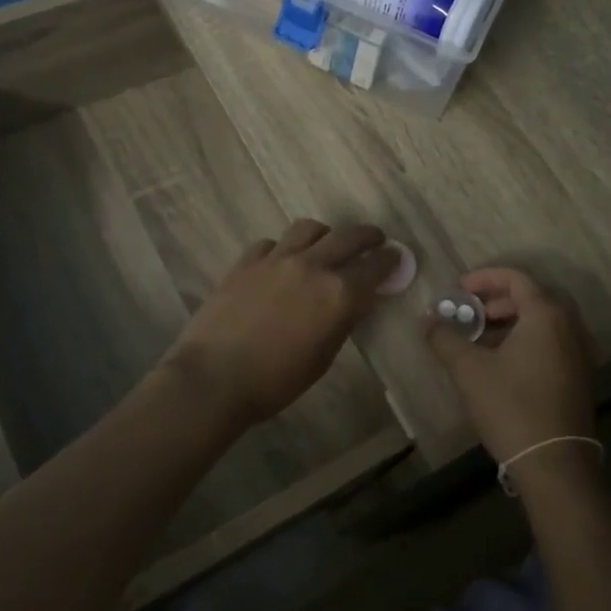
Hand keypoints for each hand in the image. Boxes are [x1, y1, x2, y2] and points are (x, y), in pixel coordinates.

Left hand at [162, 219, 399, 428]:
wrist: (214, 378)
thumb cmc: (276, 381)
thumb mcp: (323, 358)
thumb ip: (341, 322)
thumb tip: (351, 303)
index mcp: (339, 294)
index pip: (375, 268)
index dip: (389, 260)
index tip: (395, 256)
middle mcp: (312, 266)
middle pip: (348, 236)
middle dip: (367, 236)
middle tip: (374, 240)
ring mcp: (276, 259)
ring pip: (309, 228)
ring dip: (325, 234)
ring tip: (326, 244)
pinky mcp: (246, 261)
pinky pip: (272, 243)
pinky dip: (283, 248)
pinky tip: (281, 262)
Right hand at [425, 268, 596, 469]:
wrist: (554, 463)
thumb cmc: (511, 406)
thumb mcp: (469, 369)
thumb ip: (445, 338)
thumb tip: (427, 319)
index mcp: (546, 315)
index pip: (515, 279)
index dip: (483, 279)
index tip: (458, 290)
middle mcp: (569, 327)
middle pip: (531, 298)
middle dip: (495, 302)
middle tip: (468, 314)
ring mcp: (579, 353)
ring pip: (541, 323)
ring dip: (509, 323)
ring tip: (479, 340)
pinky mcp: (579, 377)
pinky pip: (550, 343)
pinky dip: (525, 341)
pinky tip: (501, 364)